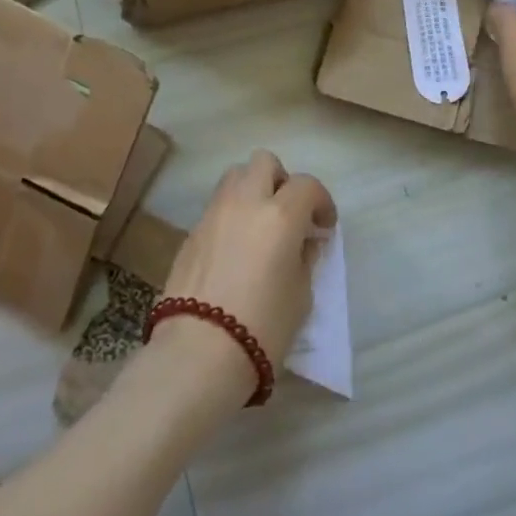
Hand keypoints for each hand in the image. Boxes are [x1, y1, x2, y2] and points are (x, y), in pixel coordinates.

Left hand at [158, 152, 336, 394]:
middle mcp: (245, 203)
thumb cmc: (263, 326)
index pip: (307, 185)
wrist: (199, 352)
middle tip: (288, 212)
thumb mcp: (301, 295)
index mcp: (280, 215)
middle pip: (264, 162)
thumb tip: (304, 242)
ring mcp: (213, 214)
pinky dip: (231, 215)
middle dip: (281, 180)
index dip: (321, 201)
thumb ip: (305, 258)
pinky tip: (235, 248)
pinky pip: (216, 207)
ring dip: (252, 190)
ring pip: (234, 177)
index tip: (324, 226)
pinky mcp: (191, 233)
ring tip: (260, 224)